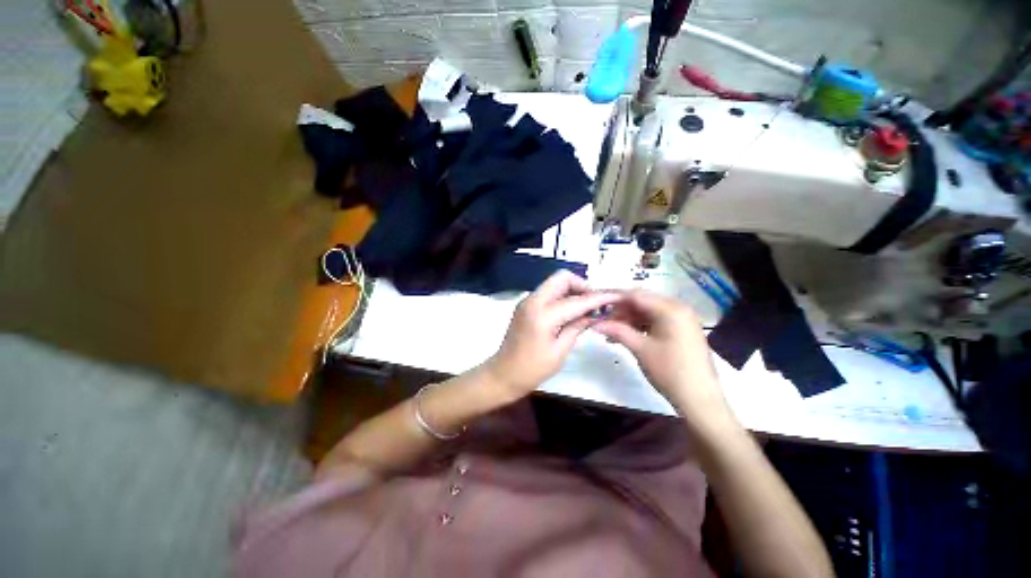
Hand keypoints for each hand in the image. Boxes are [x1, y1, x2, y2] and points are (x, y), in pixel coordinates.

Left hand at [484, 271, 619, 400]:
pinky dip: (562, 295)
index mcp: (542, 315)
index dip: (598, 298)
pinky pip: (548, 291)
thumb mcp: (560, 351)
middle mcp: (533, 300)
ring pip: (555, 282)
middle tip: (595, 303)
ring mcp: (527, 300)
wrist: (503, 374)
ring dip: (572, 289)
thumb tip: (594, 314)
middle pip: (562, 277)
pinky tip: (571, 311)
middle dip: (582, 285)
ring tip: (586, 307)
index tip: (615, 296)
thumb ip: (577, 327)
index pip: (576, 300)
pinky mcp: (525, 305)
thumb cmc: (532, 369)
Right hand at [593, 290, 729, 424]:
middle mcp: (678, 308)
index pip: (636, 295)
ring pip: (648, 312)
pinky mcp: (682, 330)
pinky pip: (656, 321)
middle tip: (603, 322)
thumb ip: (617, 331)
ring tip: (612, 333)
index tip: (596, 304)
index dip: (614, 298)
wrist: (699, 399)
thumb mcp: (640, 349)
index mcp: (670, 309)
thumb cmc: (669, 371)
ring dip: (629, 320)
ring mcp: (682, 319)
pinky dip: (640, 326)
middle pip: (642, 302)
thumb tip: (595, 323)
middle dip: (621, 311)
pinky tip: (627, 336)